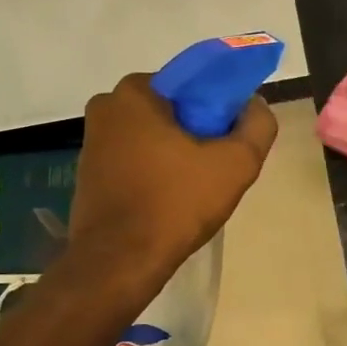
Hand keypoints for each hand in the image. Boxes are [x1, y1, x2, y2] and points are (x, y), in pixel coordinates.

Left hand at [64, 74, 277, 296]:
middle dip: (199, 131)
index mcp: (134, 93)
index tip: (234, 136)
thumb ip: (257, 126)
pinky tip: (174, 199)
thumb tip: (255, 105)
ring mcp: (92, 142)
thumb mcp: (236, 163)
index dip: (220, 106)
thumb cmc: (176, 203)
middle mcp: (106, 108)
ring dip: (178, 153)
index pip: (192, 83)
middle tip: (221, 164)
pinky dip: (157, 171)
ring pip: (153, 136)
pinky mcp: (89, 174)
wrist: (120, 262)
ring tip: (200, 186)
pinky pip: (136, 160)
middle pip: (172, 110)